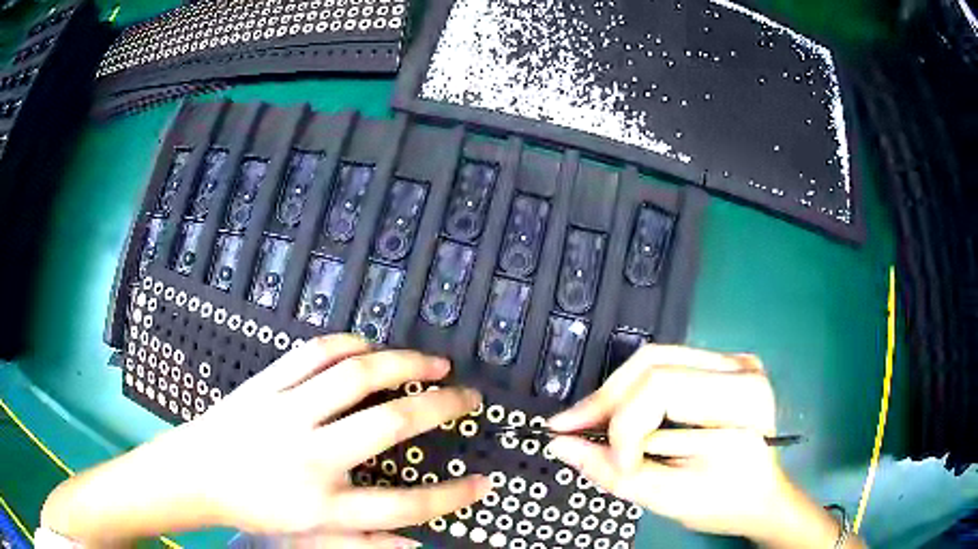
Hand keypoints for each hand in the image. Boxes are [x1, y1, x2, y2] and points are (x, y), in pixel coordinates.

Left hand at [42, 334, 489, 547]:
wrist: (195, 473)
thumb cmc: (253, 509)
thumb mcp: (307, 539)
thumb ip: (363, 545)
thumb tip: (417, 548)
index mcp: (322, 503)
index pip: (404, 505)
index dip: (451, 497)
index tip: (484, 483)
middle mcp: (311, 455)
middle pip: (389, 425)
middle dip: (441, 409)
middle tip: (469, 400)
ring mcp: (287, 412)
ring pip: (355, 376)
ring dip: (403, 365)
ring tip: (434, 365)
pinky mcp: (266, 384)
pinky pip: (313, 355)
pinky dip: (349, 345)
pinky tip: (371, 346)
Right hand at [544, 345, 787, 539]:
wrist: (760, 497)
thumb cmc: (726, 503)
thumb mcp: (670, 497)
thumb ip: (614, 472)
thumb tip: (562, 445)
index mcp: (741, 398)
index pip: (663, 388)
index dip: (624, 425)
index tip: (611, 464)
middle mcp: (739, 366)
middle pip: (653, 364)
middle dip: (606, 401)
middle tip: (569, 428)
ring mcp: (730, 361)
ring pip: (652, 360)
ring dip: (614, 395)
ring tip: (586, 422)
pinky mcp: (718, 367)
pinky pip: (663, 368)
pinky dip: (633, 393)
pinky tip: (617, 415)